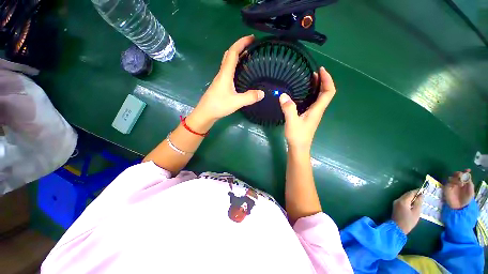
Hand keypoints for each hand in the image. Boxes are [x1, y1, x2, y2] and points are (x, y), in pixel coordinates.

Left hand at [190, 35, 264, 125]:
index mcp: (225, 73)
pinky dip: (235, 66)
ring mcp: (220, 79)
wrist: (205, 113)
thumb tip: (262, 93)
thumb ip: (249, 97)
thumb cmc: (219, 105)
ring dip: (237, 56)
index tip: (252, 38)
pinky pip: (229, 71)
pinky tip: (241, 73)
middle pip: (230, 55)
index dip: (242, 42)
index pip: (233, 52)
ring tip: (249, 57)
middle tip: (252, 46)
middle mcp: (222, 73)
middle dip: (240, 47)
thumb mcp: (236, 102)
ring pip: (228, 62)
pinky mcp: (221, 85)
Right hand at [279, 67, 335, 151]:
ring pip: (320, 97)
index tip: (321, 70)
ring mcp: (313, 113)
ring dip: (317, 87)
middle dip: (323, 81)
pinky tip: (303, 93)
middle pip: (326, 93)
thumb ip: (288, 109)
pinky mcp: (308, 116)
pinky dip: (311, 94)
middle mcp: (318, 110)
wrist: (299, 148)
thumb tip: (283, 95)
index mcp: (317, 110)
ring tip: (309, 79)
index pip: (328, 92)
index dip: (327, 80)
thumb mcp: (292, 122)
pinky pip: (313, 101)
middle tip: (314, 72)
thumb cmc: (297, 136)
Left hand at [392, 190, 422, 234]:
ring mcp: (395, 202)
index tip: (424, 190)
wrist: (397, 228)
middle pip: (407, 194)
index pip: (411, 193)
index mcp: (403, 201)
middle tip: (423, 195)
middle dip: (414, 194)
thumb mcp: (416, 212)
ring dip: (411, 197)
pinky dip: (408, 200)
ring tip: (419, 199)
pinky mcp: (395, 206)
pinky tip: (413, 203)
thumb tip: (421, 195)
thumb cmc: (408, 221)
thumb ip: (418, 203)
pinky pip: (403, 200)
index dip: (417, 191)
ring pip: (405, 197)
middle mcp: (398, 200)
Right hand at [444, 169, 474, 208]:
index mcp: (464, 182)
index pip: (464, 175)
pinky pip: (448, 182)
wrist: (459, 207)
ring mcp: (451, 184)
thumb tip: (467, 176)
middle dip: (459, 174)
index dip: (465, 171)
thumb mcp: (471, 192)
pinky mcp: (446, 187)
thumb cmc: (466, 199)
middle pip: (456, 174)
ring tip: (461, 184)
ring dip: (456, 179)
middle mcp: (457, 182)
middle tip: (461, 176)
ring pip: (451, 177)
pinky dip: (452, 182)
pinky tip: (455, 185)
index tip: (468, 170)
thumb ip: (470, 184)